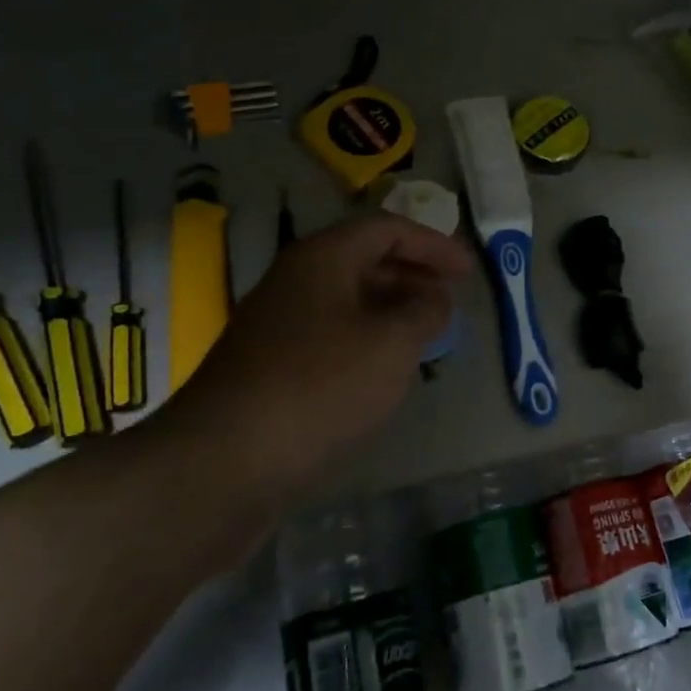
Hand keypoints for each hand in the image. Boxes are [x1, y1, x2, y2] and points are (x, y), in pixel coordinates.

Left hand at [172, 212, 471, 488]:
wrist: (222, 462)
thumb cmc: (320, 386)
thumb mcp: (392, 344)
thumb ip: (425, 311)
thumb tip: (434, 296)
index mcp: (323, 258)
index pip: (387, 228)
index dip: (433, 244)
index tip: (468, 272)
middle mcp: (295, 280)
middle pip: (364, 259)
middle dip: (412, 275)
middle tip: (448, 301)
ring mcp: (276, 323)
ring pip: (346, 299)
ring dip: (390, 309)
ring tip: (424, 336)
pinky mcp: (268, 364)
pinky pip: (329, 333)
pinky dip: (364, 339)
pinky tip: (381, 371)